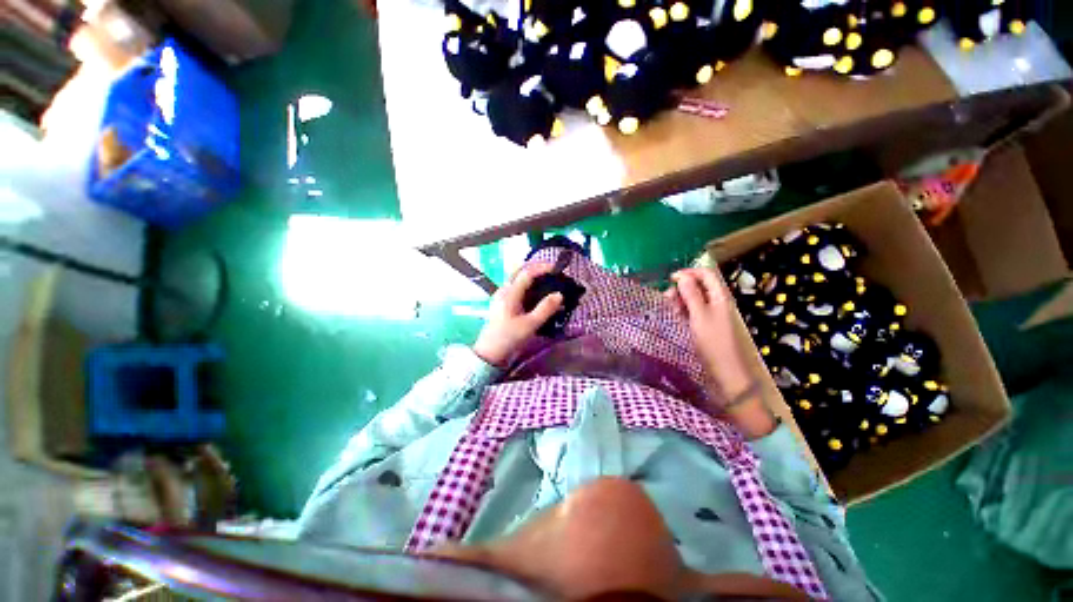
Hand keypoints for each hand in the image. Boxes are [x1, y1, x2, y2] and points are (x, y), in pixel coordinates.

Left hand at [473, 263, 563, 366]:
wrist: (490, 353)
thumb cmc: (509, 338)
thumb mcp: (530, 325)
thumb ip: (546, 309)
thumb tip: (560, 294)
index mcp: (509, 293)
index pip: (526, 273)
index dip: (542, 268)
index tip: (557, 269)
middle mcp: (504, 290)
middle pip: (520, 271)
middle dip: (536, 268)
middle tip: (552, 272)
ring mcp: (502, 296)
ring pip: (518, 279)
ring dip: (532, 277)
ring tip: (548, 282)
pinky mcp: (503, 303)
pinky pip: (517, 289)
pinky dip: (528, 287)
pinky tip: (538, 295)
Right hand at [665, 268, 753, 400]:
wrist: (726, 372)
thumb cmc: (713, 343)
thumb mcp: (699, 316)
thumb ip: (691, 295)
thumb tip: (682, 276)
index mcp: (720, 297)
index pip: (706, 274)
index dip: (689, 273)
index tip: (670, 279)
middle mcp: (717, 302)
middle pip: (699, 285)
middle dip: (682, 287)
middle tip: (667, 297)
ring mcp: (712, 314)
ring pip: (694, 298)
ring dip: (681, 299)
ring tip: (670, 307)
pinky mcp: (706, 325)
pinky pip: (693, 311)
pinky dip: (683, 310)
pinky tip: (676, 315)